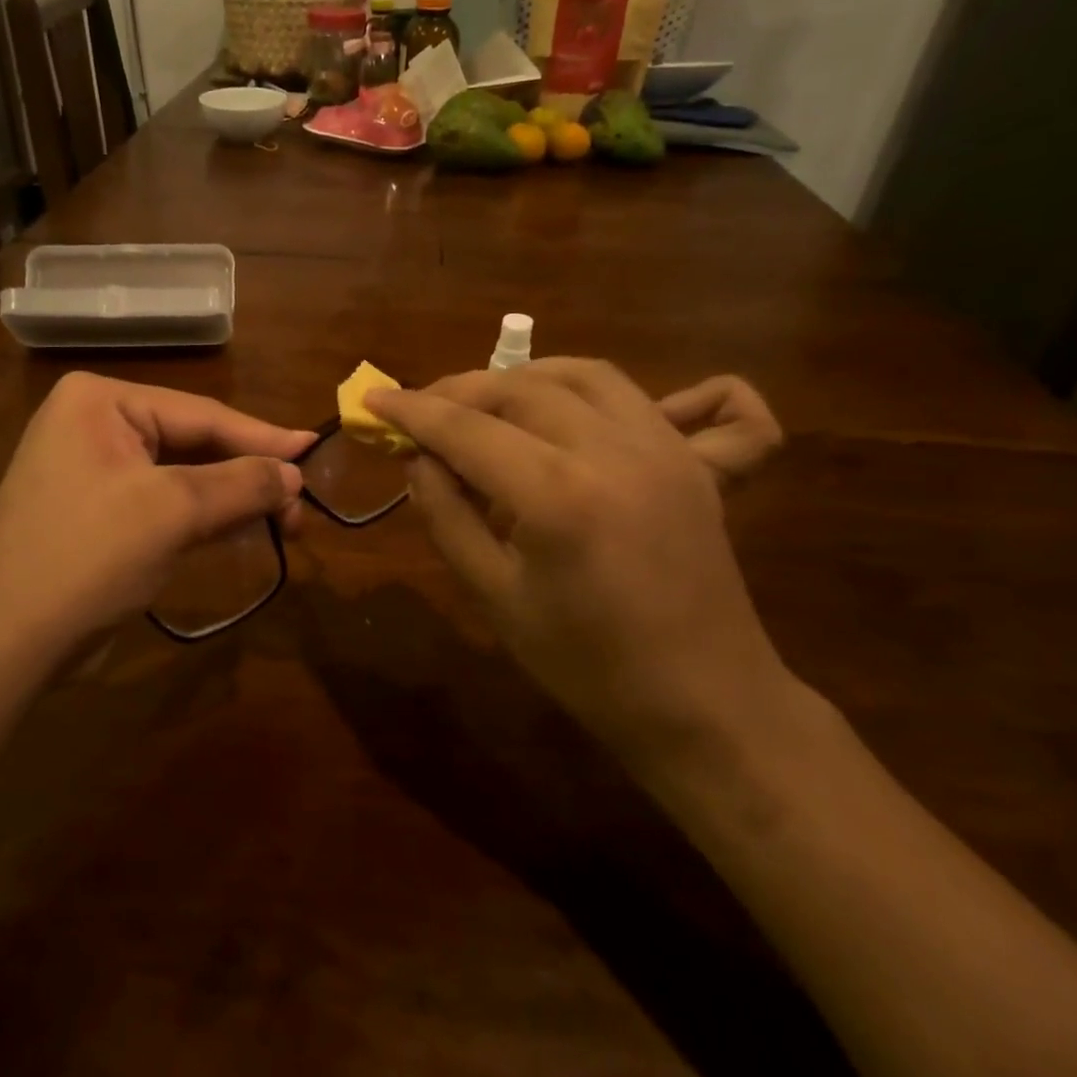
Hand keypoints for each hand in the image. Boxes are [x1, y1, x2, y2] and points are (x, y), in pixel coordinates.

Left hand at [0, 373, 312, 663]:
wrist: (10, 643)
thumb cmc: (90, 557)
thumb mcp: (173, 512)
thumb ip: (241, 484)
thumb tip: (295, 474)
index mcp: (99, 401)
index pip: (200, 414)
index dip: (262, 437)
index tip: (314, 450)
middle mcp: (91, 423)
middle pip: (192, 443)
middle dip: (246, 475)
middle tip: (299, 504)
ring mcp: (89, 468)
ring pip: (180, 475)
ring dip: (229, 498)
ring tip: (283, 520)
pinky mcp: (94, 509)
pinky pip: (160, 500)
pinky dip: (201, 515)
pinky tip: (238, 527)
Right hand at [368, 359, 795, 769]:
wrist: (704, 702)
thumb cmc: (587, 665)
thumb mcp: (495, 597)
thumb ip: (447, 517)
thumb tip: (418, 460)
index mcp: (557, 495)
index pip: (467, 429)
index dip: (412, 411)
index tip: (373, 400)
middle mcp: (613, 451)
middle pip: (522, 388)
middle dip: (460, 390)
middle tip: (421, 411)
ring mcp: (664, 448)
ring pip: (583, 374)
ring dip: (522, 376)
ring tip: (484, 401)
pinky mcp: (692, 460)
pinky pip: (641, 394)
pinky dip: (591, 386)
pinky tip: (568, 404)